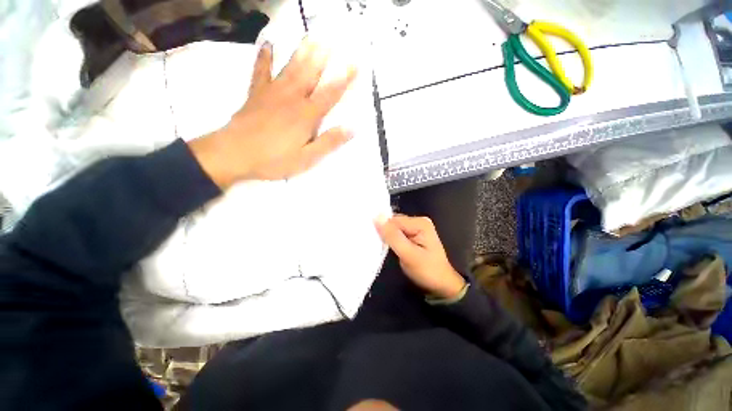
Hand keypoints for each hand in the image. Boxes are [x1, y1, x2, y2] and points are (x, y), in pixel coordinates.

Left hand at [189, 39, 356, 187]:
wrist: (234, 154)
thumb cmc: (275, 159)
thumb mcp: (307, 158)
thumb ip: (329, 142)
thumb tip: (352, 128)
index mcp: (306, 115)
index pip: (330, 94)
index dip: (344, 79)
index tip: (355, 64)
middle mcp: (292, 98)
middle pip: (310, 74)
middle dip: (323, 57)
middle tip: (332, 40)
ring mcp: (272, 93)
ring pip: (290, 68)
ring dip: (302, 51)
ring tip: (311, 37)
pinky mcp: (256, 93)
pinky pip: (261, 71)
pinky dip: (264, 57)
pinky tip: (267, 45)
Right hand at [375, 215, 466, 298]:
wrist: (441, 285)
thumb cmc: (427, 271)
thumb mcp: (408, 255)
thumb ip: (392, 236)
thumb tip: (377, 217)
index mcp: (420, 222)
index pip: (393, 220)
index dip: (383, 230)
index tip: (376, 242)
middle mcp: (418, 221)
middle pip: (393, 223)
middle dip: (385, 233)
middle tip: (379, 246)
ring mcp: (416, 228)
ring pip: (394, 229)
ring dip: (387, 237)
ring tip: (383, 248)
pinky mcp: (413, 235)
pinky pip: (397, 234)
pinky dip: (391, 240)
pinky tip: (389, 248)